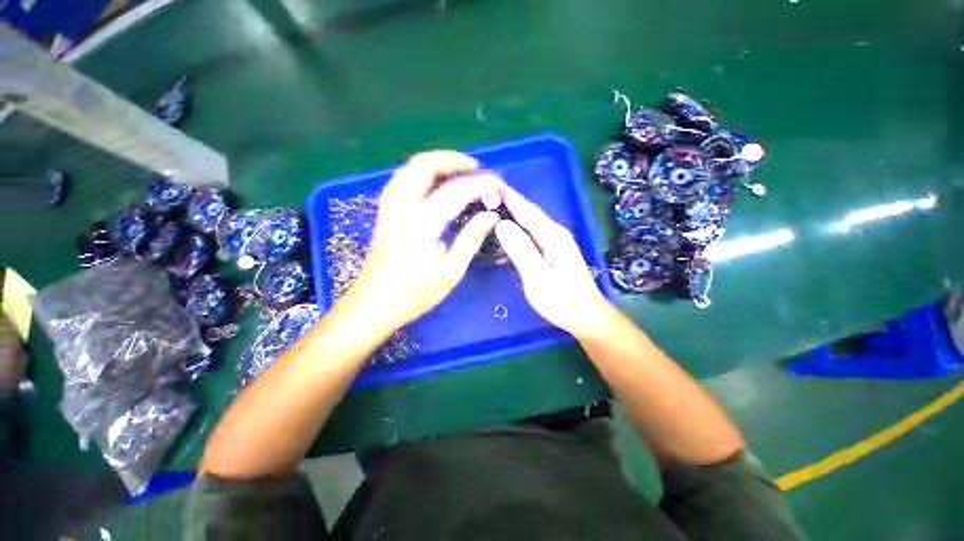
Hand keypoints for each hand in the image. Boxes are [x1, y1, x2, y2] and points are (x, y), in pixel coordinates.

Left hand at [349, 151, 503, 330]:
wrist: (374, 306)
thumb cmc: (415, 294)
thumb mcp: (451, 271)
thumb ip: (471, 239)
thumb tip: (490, 216)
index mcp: (422, 225)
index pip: (455, 192)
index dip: (479, 184)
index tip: (497, 184)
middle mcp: (402, 209)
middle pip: (422, 166)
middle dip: (451, 159)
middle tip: (475, 168)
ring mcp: (389, 210)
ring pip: (407, 170)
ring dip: (434, 163)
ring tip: (457, 171)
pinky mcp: (384, 215)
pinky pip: (400, 181)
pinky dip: (419, 174)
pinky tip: (431, 183)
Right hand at [494, 187, 614, 339]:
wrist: (585, 317)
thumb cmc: (562, 300)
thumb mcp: (538, 277)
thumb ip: (520, 250)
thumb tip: (501, 224)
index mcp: (553, 235)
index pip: (527, 210)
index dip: (508, 197)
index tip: (489, 185)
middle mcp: (554, 234)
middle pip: (528, 214)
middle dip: (507, 203)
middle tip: (483, 196)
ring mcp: (554, 243)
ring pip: (528, 224)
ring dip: (510, 215)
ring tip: (489, 209)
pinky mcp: (551, 252)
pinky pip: (530, 235)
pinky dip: (516, 231)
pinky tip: (504, 233)